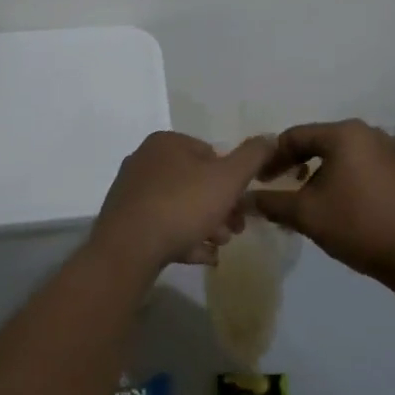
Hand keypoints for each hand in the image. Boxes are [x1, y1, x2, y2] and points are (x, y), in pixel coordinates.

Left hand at [93, 131, 276, 271]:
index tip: (243, 205)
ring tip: (218, 246)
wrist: (128, 250)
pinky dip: (183, 238)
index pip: (210, 153)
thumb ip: (253, 156)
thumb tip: (270, 137)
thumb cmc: (183, 205)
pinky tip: (201, 257)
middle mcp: (145, 161)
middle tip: (235, 230)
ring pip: (180, 206)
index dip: (232, 180)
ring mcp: (131, 192)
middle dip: (220, 207)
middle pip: (195, 182)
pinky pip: (161, 226)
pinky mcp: (123, 221)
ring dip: (204, 225)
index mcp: (167, 142)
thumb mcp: (229, 178)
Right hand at [253, 120, 394, 285]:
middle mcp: (367, 133)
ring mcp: (388, 150)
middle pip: (319, 142)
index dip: (271, 158)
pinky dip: (341, 179)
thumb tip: (244, 199)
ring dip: (318, 174)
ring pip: (340, 156)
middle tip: (277, 187)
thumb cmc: (358, 225)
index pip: (295, 136)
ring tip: (305, 200)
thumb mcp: (307, 214)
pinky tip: (337, 205)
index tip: (258, 181)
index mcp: (344, 134)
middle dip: (295, 165)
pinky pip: (360, 166)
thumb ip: (272, 203)